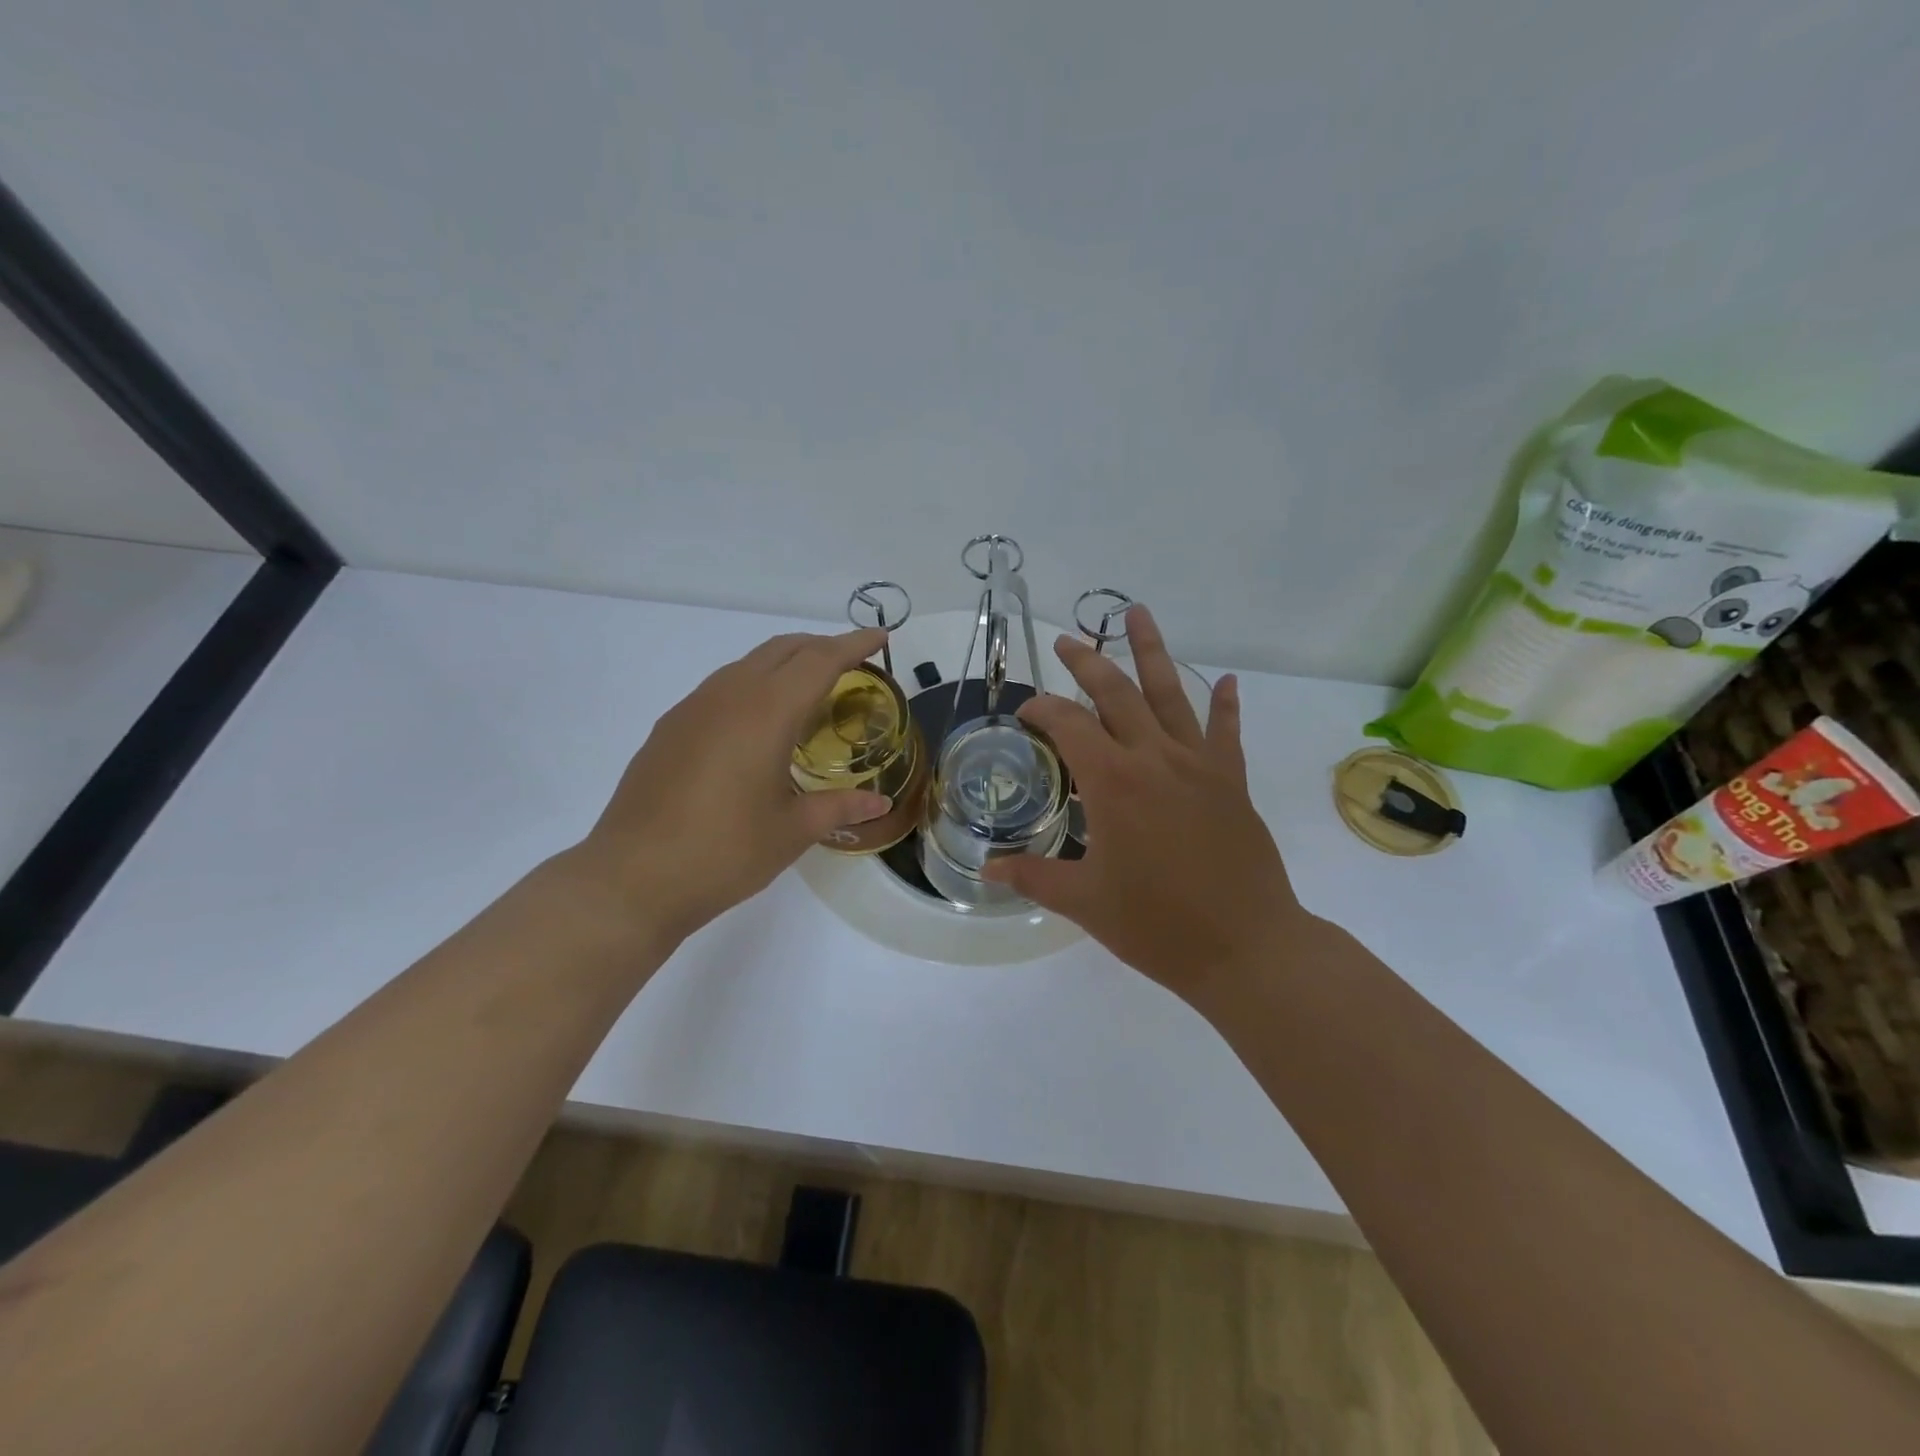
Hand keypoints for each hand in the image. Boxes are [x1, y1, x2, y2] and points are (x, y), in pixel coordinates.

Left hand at [567, 628, 893, 945]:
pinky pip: (722, 688)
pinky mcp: (669, 728)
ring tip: (809, 691)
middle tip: (851, 664)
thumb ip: (839, 807)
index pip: (819, 661)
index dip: (853, 644)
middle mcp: (728, 697)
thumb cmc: (724, 853)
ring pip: (747, 664)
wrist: (631, 879)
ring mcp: (692, 709)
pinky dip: (754, 686)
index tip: (880, 635)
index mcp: (765, 713)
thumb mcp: (792, 831)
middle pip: (781, 650)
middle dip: (820, 646)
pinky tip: (758, 724)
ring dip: (784, 664)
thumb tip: (879, 803)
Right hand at [982, 606, 1302, 1006]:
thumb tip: (987, 870)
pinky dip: (1224, 704)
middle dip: (1087, 662)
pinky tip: (1224, 680)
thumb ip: (1033, 877)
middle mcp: (1154, 759)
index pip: (1068, 725)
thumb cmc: (1157, 925)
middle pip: (1116, 693)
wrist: (1246, 947)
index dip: (1042, 710)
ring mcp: (1198, 765)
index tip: (1025, 711)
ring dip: (1151, 652)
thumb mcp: (1084, 902)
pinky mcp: (1230, 782)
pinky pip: (1225, 731)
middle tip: (1066, 640)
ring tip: (1137, 613)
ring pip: (1171, 694)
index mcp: (1113, 782)